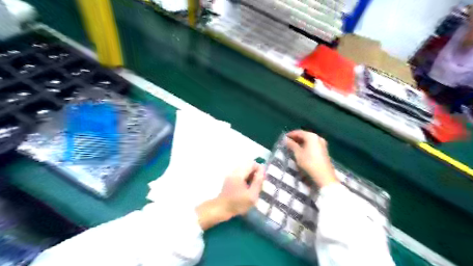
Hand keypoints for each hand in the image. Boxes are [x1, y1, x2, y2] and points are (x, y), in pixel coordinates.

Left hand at [195, 163, 263, 229]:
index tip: (263, 179)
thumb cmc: (237, 204)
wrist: (220, 209)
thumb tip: (262, 171)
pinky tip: (247, 188)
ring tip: (254, 187)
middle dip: (255, 172)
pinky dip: (246, 178)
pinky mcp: (229, 179)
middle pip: (248, 165)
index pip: (252, 163)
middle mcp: (235, 171)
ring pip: (245, 170)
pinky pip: (240, 174)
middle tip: (259, 184)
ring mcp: (231, 174)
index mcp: (240, 173)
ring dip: (251, 176)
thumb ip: (258, 182)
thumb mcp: (252, 195)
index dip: (260, 169)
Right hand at [286, 130, 337, 187]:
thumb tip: (286, 140)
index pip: (299, 132)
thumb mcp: (298, 154)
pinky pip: (312, 144)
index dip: (291, 134)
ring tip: (293, 147)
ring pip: (309, 140)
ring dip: (301, 142)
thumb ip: (292, 145)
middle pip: (305, 135)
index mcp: (312, 136)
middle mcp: (318, 138)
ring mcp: (322, 144)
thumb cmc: (309, 163)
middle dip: (296, 138)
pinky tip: (301, 150)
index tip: (284, 138)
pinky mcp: (324, 150)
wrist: (324, 176)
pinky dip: (306, 146)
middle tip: (287, 142)